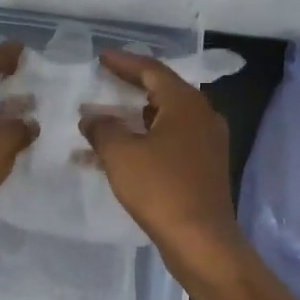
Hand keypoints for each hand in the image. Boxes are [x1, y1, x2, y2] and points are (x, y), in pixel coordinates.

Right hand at [79, 49, 244, 269]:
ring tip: (105, 118)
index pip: (152, 70)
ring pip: (166, 119)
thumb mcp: (121, 154)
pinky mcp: (204, 167)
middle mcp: (202, 116)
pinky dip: (145, 140)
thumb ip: (102, 128)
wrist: (202, 241)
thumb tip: (92, 117)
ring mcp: (207, 143)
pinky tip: (121, 152)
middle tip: (104, 81)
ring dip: (135, 117)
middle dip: (131, 87)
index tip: (101, 58)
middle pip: (163, 91)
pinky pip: (170, 141)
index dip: (124, 62)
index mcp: (185, 104)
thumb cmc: (161, 189)